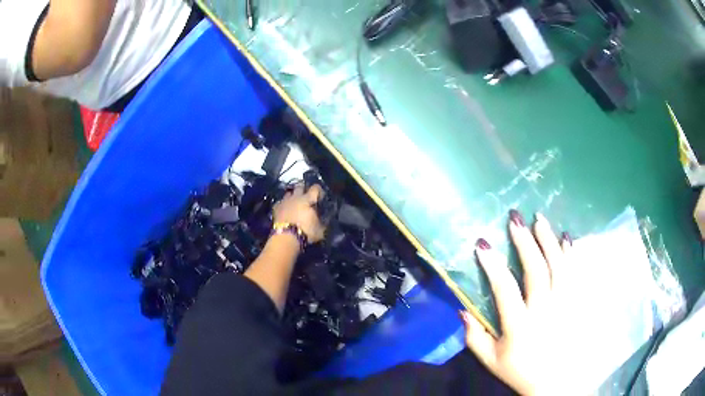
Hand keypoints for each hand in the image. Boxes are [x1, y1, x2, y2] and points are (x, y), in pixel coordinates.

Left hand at [273, 184, 325, 242]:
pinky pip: (280, 202)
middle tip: (306, 196)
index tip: (320, 197)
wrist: (286, 237)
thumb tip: (323, 219)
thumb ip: (322, 222)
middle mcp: (296, 197)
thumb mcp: (320, 230)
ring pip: (289, 193)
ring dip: (292, 196)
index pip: (315, 188)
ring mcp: (285, 201)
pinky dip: (283, 204)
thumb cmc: (306, 232)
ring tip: (295, 202)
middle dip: (303, 189)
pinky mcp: (276, 208)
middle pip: (300, 186)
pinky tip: (285, 209)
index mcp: (308, 199)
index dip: (318, 190)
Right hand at [460, 210, 578, 395]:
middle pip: (536, 270)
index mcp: (520, 325)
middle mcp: (544, 310)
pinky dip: (571, 253)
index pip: (505, 289)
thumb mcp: (491, 360)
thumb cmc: (521, 371)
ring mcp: (565, 304)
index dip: (493, 265)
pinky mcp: (577, 303)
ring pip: (558, 265)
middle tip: (515, 219)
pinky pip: (575, 273)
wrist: (556, 381)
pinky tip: (566, 238)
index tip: (483, 244)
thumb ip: (474, 337)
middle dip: (524, 241)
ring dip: (548, 240)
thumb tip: (461, 309)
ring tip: (540, 219)